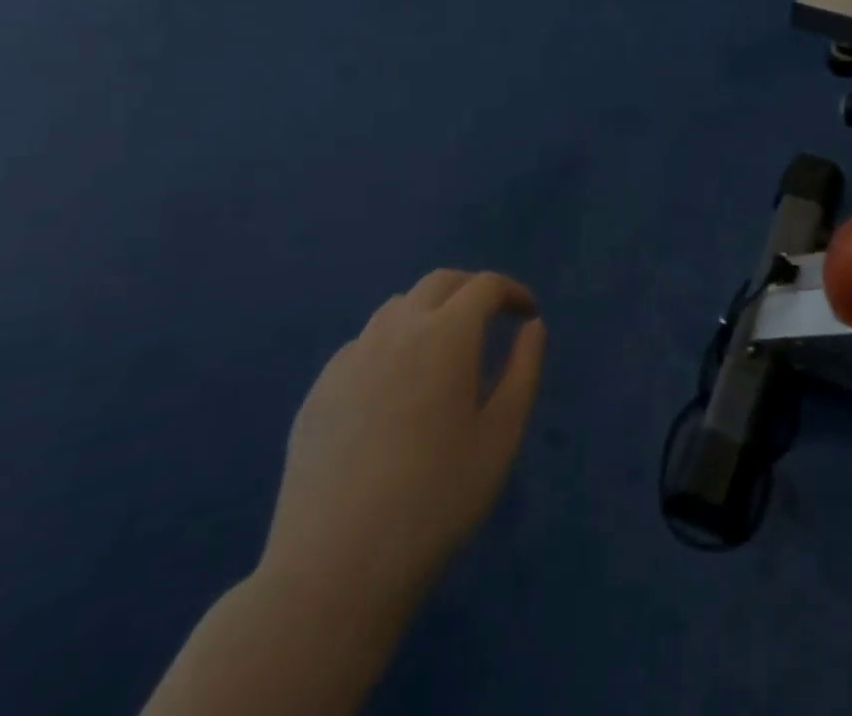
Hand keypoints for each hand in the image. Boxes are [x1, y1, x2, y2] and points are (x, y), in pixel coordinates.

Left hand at [260, 270, 545, 626]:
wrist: (335, 568)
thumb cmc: (436, 500)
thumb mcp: (501, 436)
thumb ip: (523, 370)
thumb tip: (531, 327)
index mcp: (447, 334)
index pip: (485, 287)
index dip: (512, 292)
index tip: (527, 316)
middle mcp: (397, 329)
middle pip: (439, 283)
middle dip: (471, 291)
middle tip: (492, 319)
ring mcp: (351, 357)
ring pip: (397, 308)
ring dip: (429, 312)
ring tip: (444, 351)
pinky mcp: (320, 389)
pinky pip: (364, 344)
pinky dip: (392, 344)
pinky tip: (396, 390)